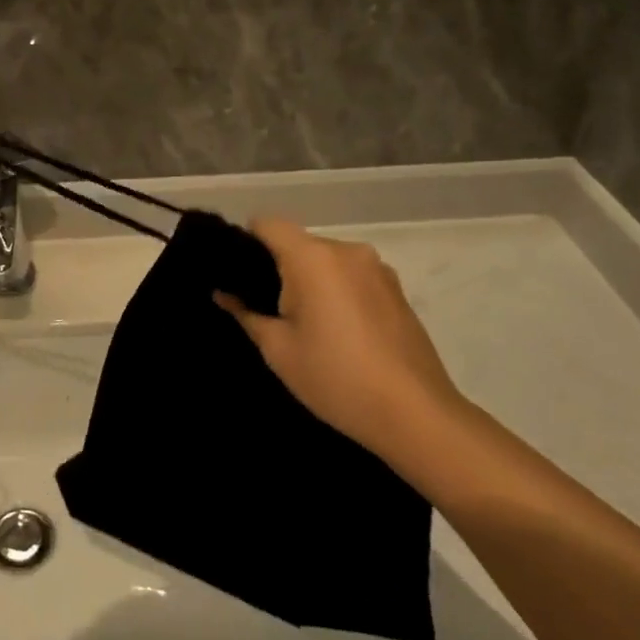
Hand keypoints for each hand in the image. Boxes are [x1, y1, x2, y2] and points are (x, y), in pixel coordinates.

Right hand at [216, 218, 464, 467]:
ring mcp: (378, 269)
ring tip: (308, 327)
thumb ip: (246, 313)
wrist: (415, 414)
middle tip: (268, 311)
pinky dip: (338, 292)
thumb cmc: (335, 378)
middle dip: (280, 269)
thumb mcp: (278, 350)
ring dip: (312, 282)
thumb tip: (223, 293)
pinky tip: (340, 334)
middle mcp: (347, 250)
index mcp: (313, 257)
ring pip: (327, 261)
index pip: (268, 224)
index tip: (239, 277)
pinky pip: (353, 277)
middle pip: (299, 243)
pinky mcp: (397, 290)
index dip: (247, 243)